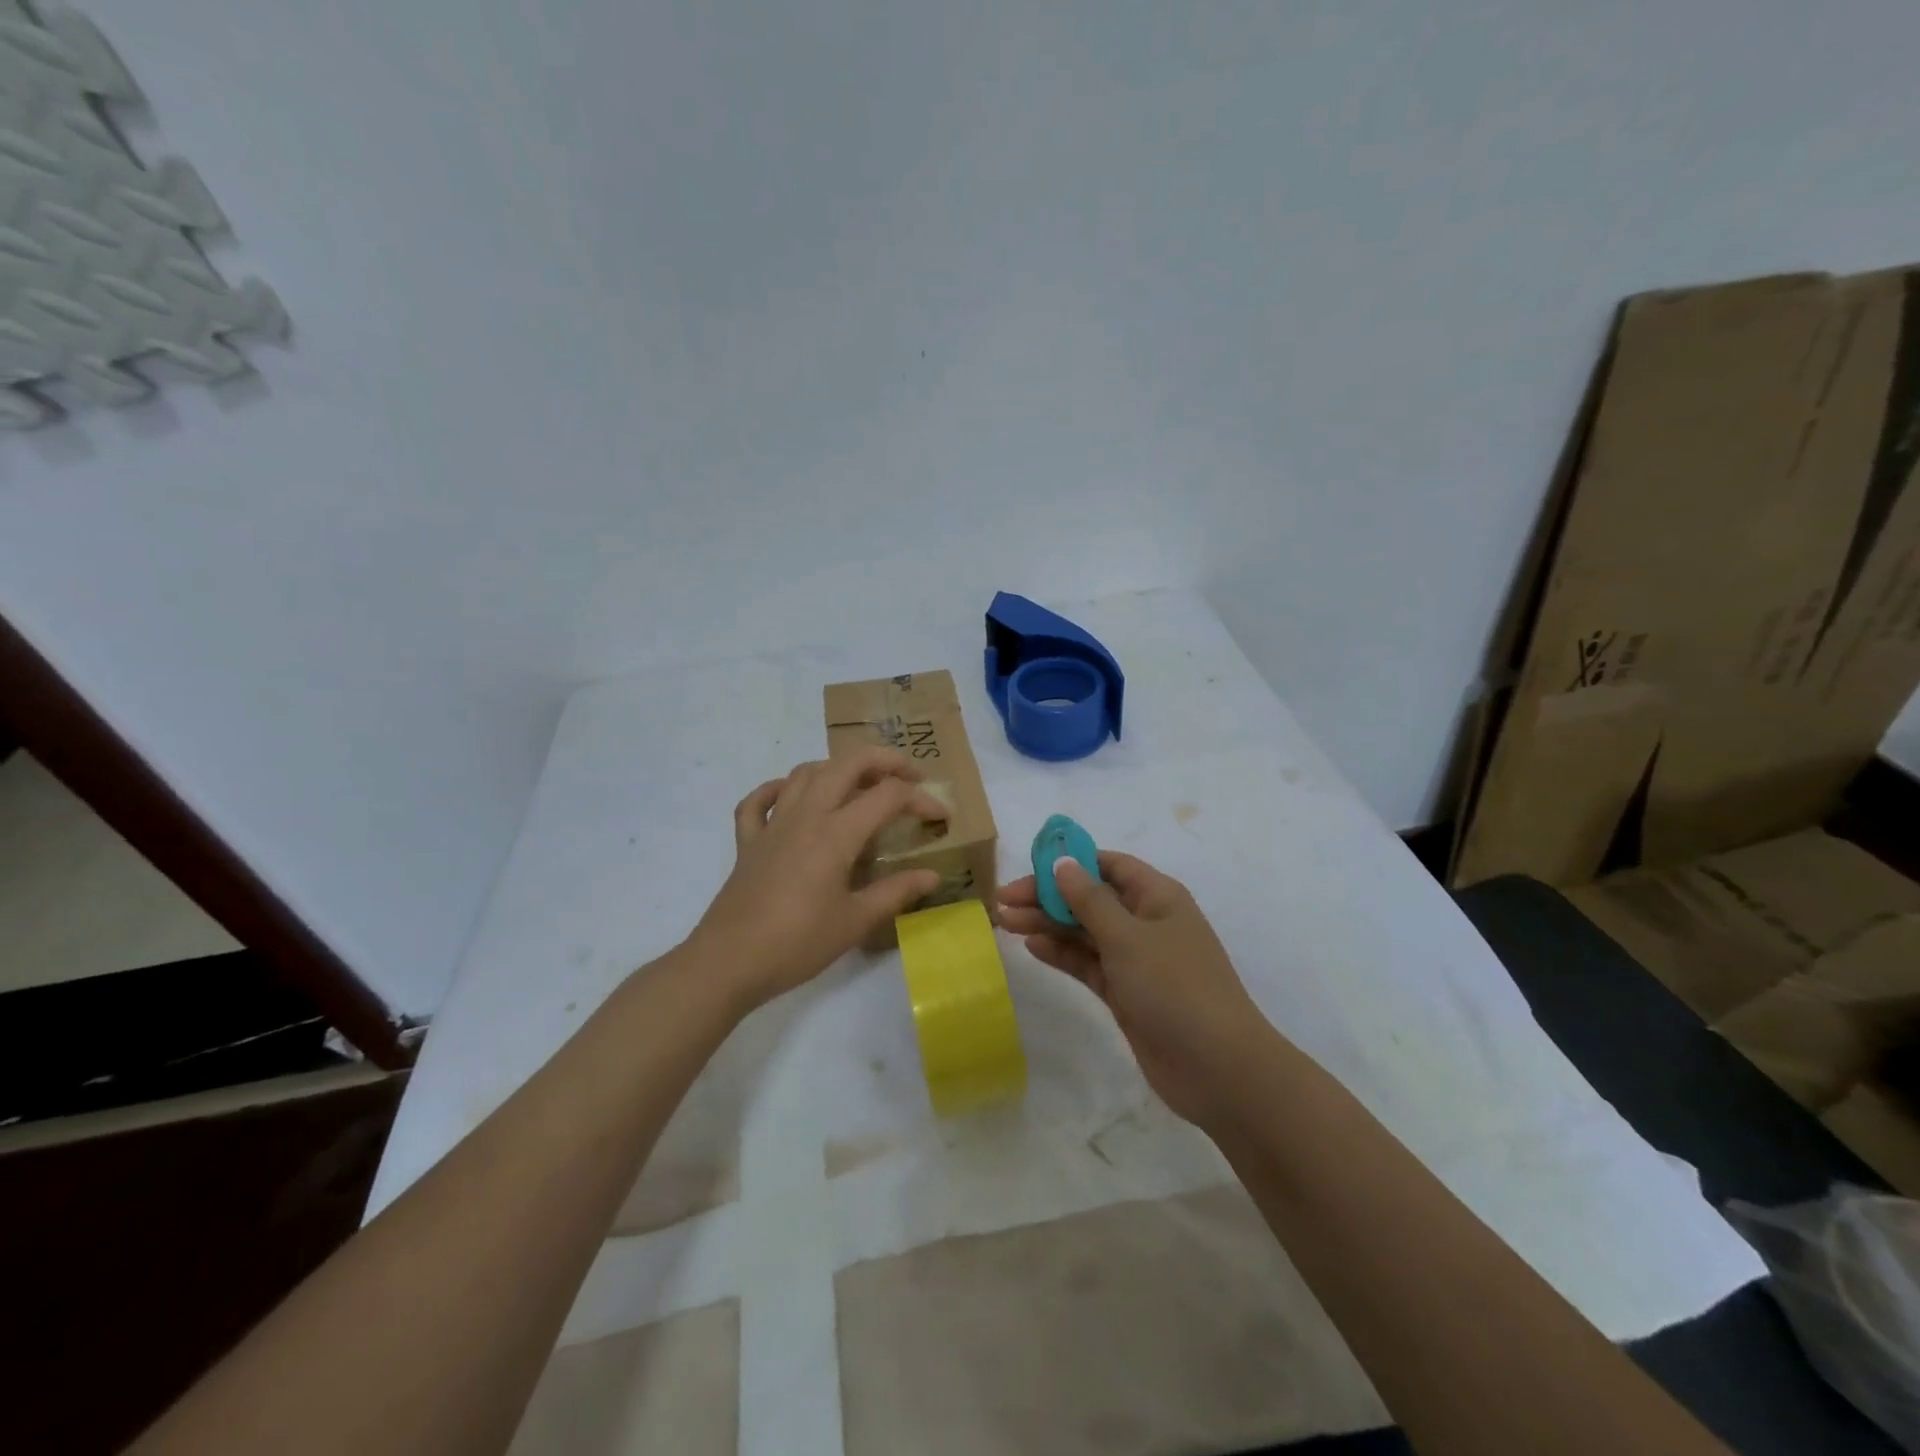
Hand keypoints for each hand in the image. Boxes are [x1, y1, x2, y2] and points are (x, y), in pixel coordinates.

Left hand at [692, 749, 944, 1009]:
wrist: (728, 962)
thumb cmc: (797, 943)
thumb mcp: (855, 922)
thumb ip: (896, 892)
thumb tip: (932, 875)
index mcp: (836, 833)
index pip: (888, 796)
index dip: (920, 799)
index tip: (941, 817)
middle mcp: (805, 815)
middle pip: (847, 764)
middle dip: (884, 760)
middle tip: (909, 776)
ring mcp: (773, 825)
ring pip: (806, 773)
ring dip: (838, 768)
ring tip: (860, 784)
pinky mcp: (748, 841)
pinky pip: (759, 801)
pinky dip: (778, 789)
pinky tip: (792, 797)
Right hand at [998, 852, 1269, 1126]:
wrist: (1217, 1069)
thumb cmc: (1175, 988)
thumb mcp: (1128, 937)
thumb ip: (1090, 900)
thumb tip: (1063, 863)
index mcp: (1157, 897)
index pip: (1108, 865)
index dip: (1070, 862)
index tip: (1030, 867)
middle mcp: (1146, 922)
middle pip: (1090, 898)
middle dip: (1048, 897)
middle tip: (1003, 901)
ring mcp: (1136, 960)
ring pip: (1085, 932)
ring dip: (1049, 924)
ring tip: (1005, 922)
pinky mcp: (1126, 993)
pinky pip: (1088, 963)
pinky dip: (1062, 954)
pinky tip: (1032, 947)